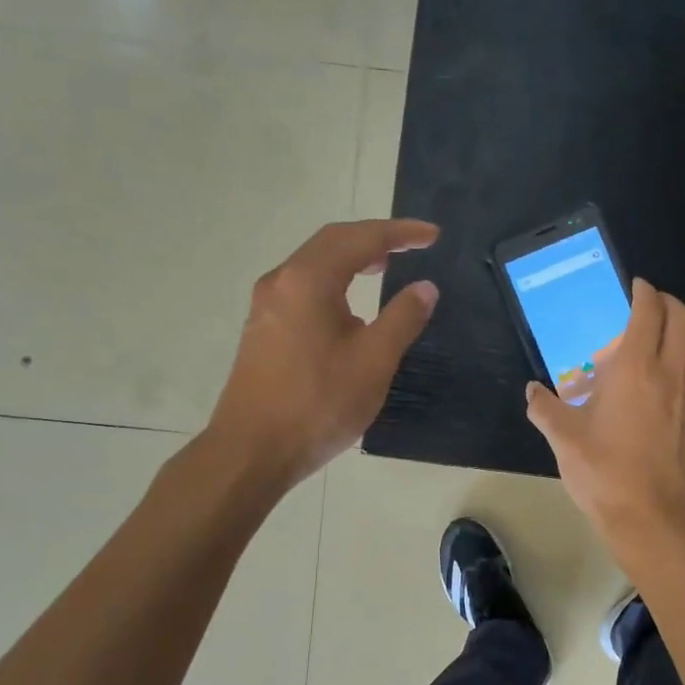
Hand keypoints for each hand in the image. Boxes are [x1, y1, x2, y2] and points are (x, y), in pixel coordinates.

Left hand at [208, 219, 439, 491]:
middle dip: (374, 238)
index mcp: (309, 280)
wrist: (252, 451)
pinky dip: (334, 281)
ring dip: (351, 258)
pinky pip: (303, 287)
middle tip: (412, 246)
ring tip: (384, 268)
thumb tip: (425, 287)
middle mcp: (282, 281)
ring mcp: (266, 306)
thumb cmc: (318, 405)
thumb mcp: (374, 362)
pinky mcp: (263, 329)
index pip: (360, 239)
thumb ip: (403, 318)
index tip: (433, 236)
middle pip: (331, 242)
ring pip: (314, 264)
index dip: (400, 233)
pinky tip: (349, 305)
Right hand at [526, 279, 684, 549]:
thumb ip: (544, 408)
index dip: (644, 292)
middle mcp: (670, 372)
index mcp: (635, 368)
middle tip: (649, 307)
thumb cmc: (603, 472)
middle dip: (668, 303)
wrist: (649, 516)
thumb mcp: (563, 438)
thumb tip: (533, 391)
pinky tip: (673, 383)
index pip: (649, 312)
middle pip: (684, 319)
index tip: (635, 287)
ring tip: (664, 341)